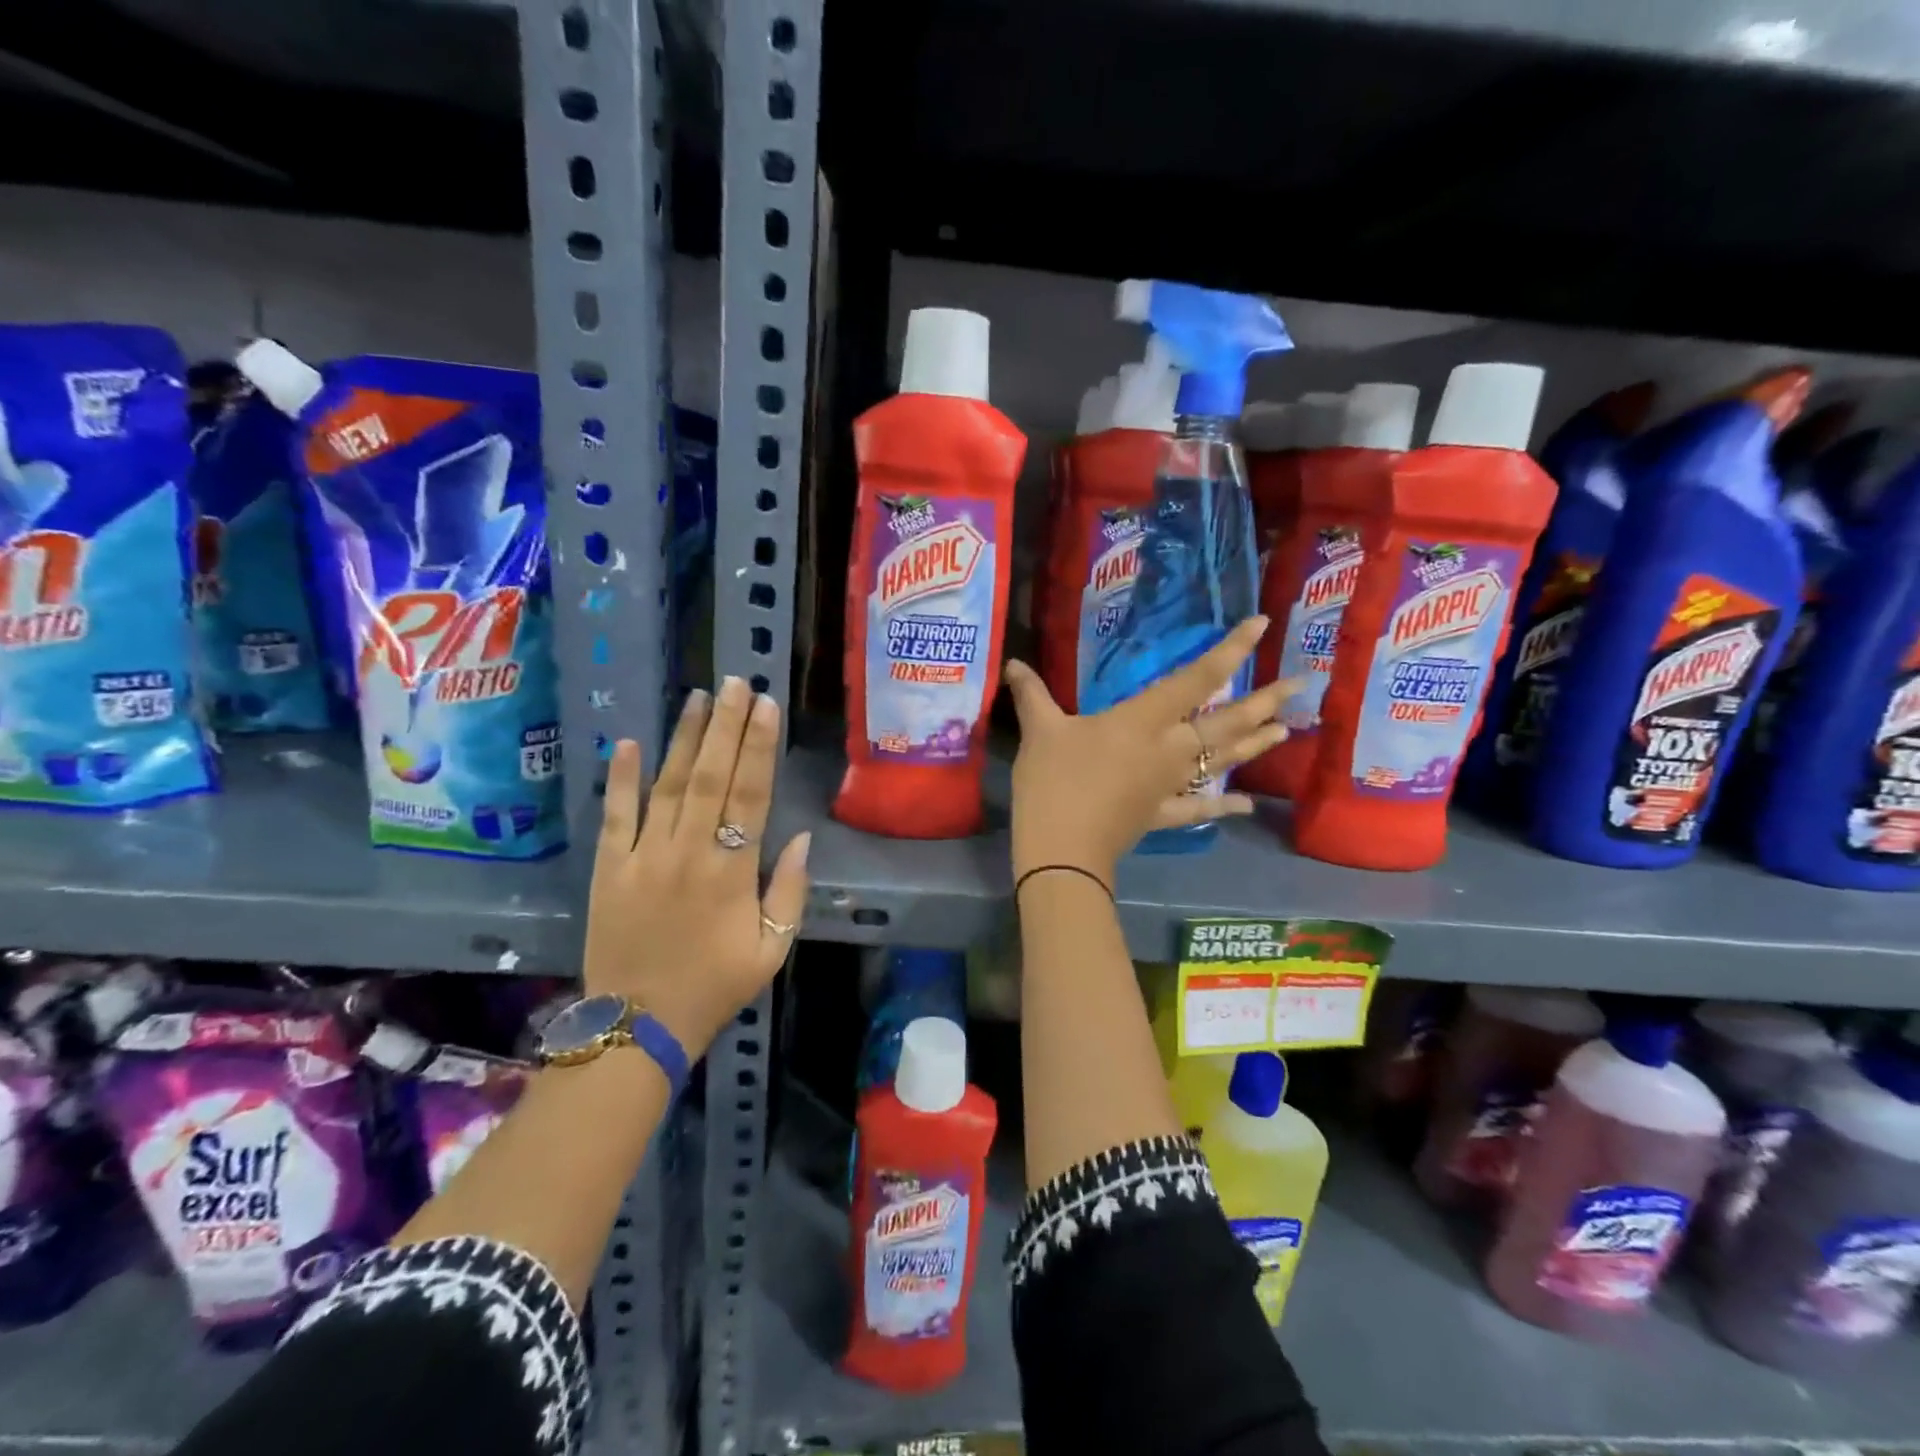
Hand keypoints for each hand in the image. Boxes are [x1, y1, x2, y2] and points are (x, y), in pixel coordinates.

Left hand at [583, 677, 810, 1056]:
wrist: (638, 1027)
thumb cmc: (715, 986)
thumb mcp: (772, 949)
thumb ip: (788, 892)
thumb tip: (797, 838)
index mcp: (731, 872)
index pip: (749, 795)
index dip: (759, 747)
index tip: (766, 706)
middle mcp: (687, 853)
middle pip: (710, 777)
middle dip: (726, 727)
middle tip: (736, 682)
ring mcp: (642, 857)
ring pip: (666, 786)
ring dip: (684, 739)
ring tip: (699, 697)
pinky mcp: (607, 869)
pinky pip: (614, 817)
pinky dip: (620, 779)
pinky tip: (627, 742)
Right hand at [1002, 617, 1291, 886]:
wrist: (1062, 849)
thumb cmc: (1054, 781)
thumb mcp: (1040, 730)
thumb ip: (1031, 693)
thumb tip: (1012, 662)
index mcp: (1144, 720)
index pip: (1196, 679)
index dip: (1230, 650)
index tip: (1262, 625)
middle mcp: (1169, 748)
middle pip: (1226, 722)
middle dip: (1265, 701)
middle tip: (1302, 685)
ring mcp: (1171, 785)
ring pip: (1223, 760)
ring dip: (1256, 744)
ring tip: (1288, 728)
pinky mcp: (1162, 814)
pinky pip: (1198, 808)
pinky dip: (1222, 806)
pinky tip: (1246, 804)